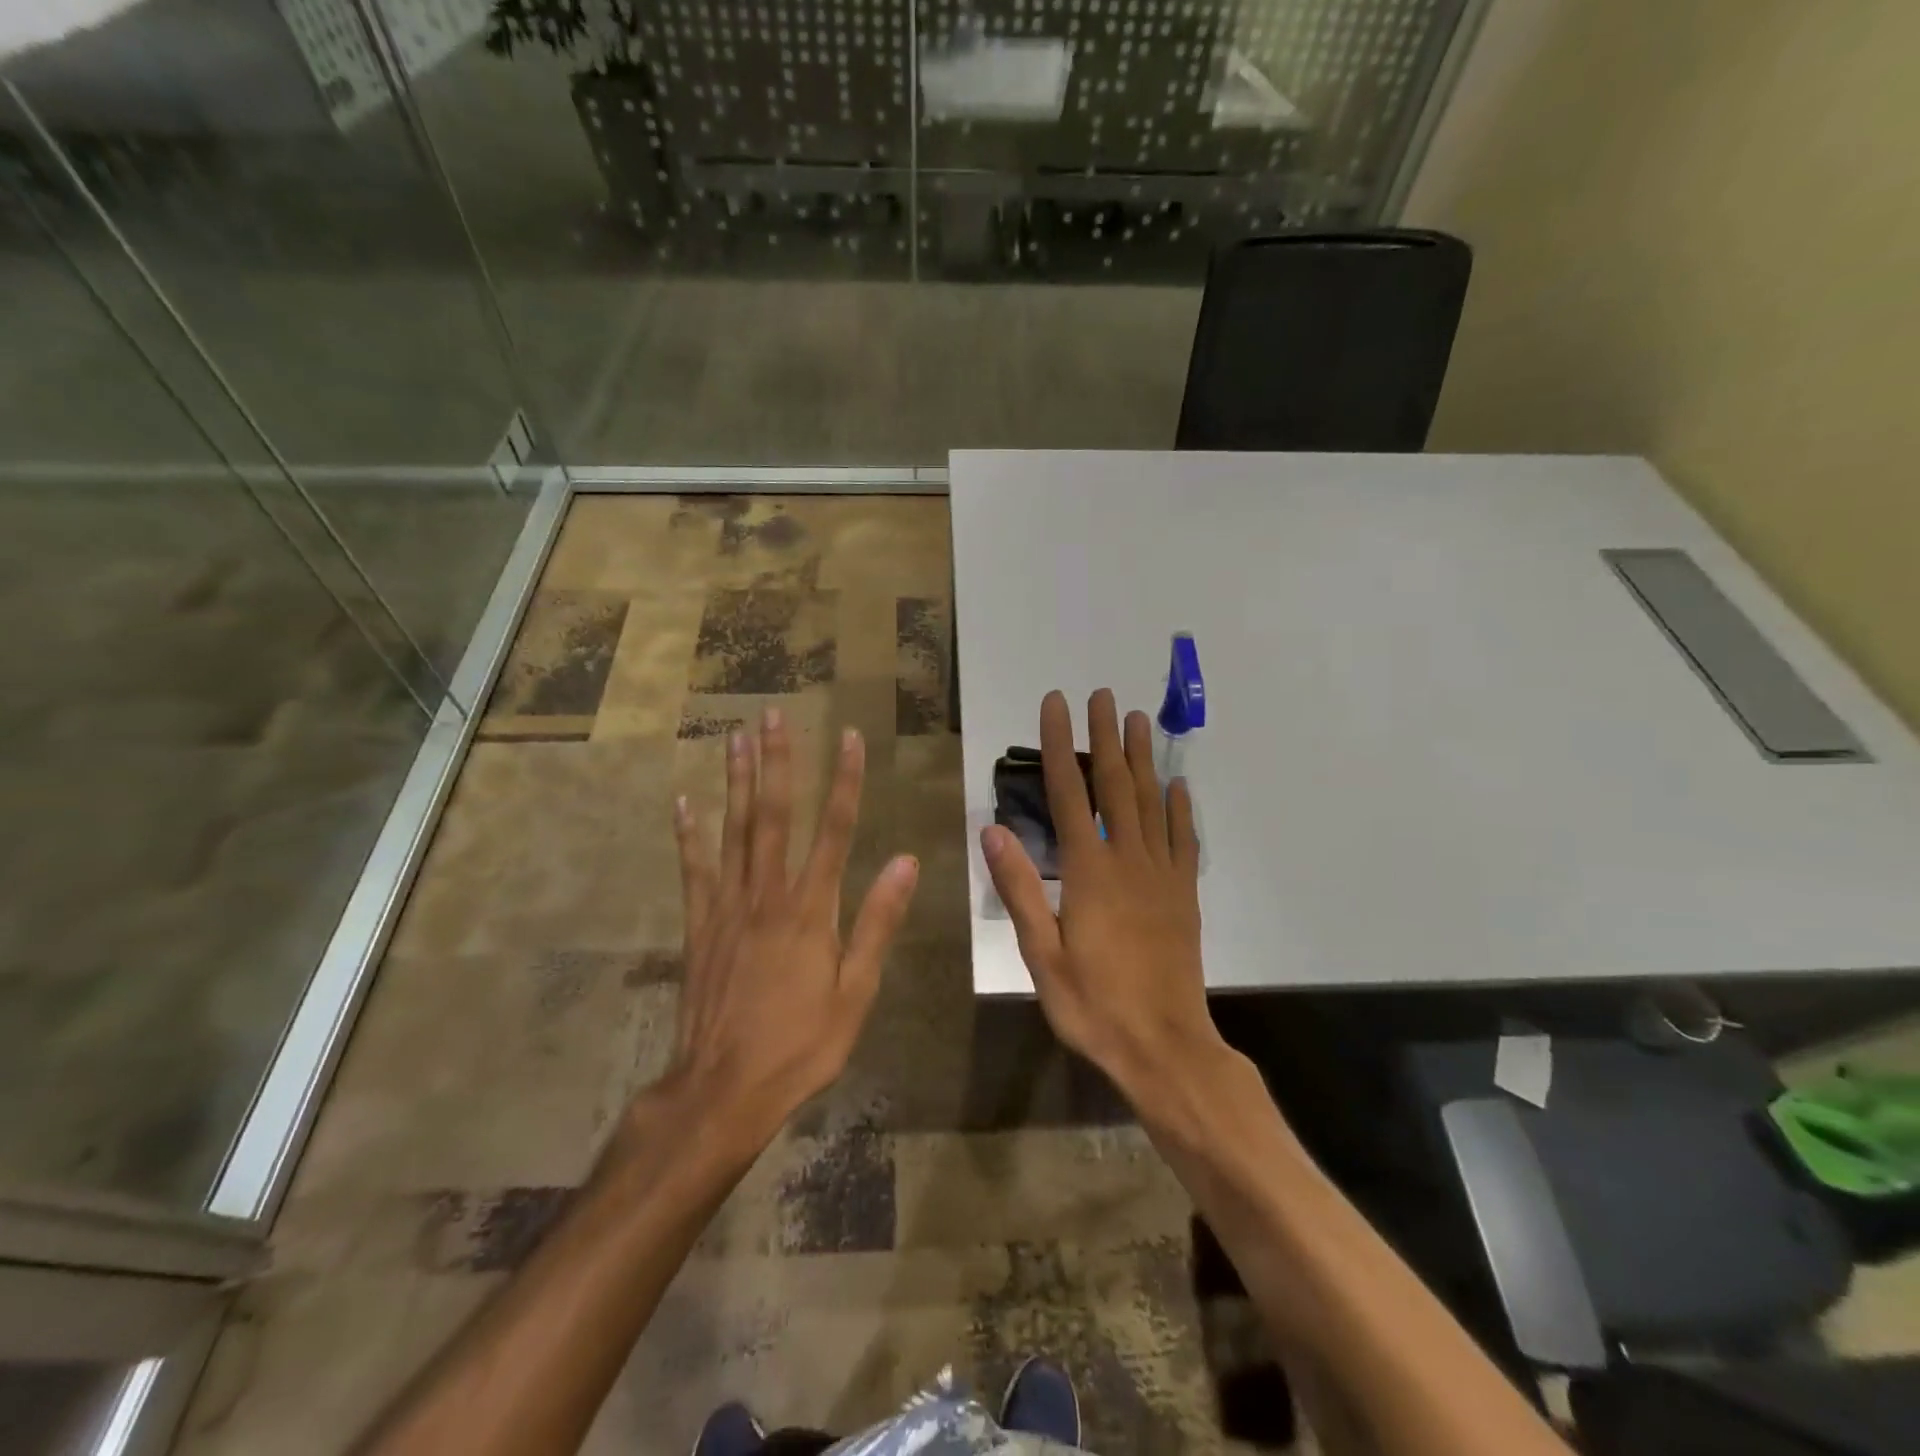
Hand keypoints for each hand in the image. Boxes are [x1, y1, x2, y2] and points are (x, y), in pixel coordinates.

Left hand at [669, 708, 918, 1131]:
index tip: (850, 737)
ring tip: (734, 737)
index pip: (835, 830)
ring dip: (736, 780)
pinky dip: (688, 833)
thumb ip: (878, 922)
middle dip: (777, 761)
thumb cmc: (801, 1044)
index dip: (845, 780)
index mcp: (811, 909)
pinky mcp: (699, 924)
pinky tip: (685, 800)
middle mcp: (767, 894)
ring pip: (733, 830)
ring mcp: (727, 906)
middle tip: (771, 714)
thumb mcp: (856, 992)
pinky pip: (693, 868)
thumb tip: (906, 861)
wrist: (723, 1089)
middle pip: (774, 815)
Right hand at [981, 689, 1223, 1096]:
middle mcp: (1128, 861)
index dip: (1058, 745)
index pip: (1069, 793)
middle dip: (1104, 737)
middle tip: (1101, 695)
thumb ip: (1020, 889)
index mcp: (1090, 872)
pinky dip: (1179, 808)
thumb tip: (993, 830)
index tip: (1055, 704)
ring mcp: (1162, 875)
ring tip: (1136, 720)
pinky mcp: (1184, 894)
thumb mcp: (1042, 954)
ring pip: (1151, 802)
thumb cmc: (1094, 1005)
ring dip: (1141, 758)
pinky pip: (1183, 839)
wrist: (1165, 1047)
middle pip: (1115, 785)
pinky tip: (1177, 784)